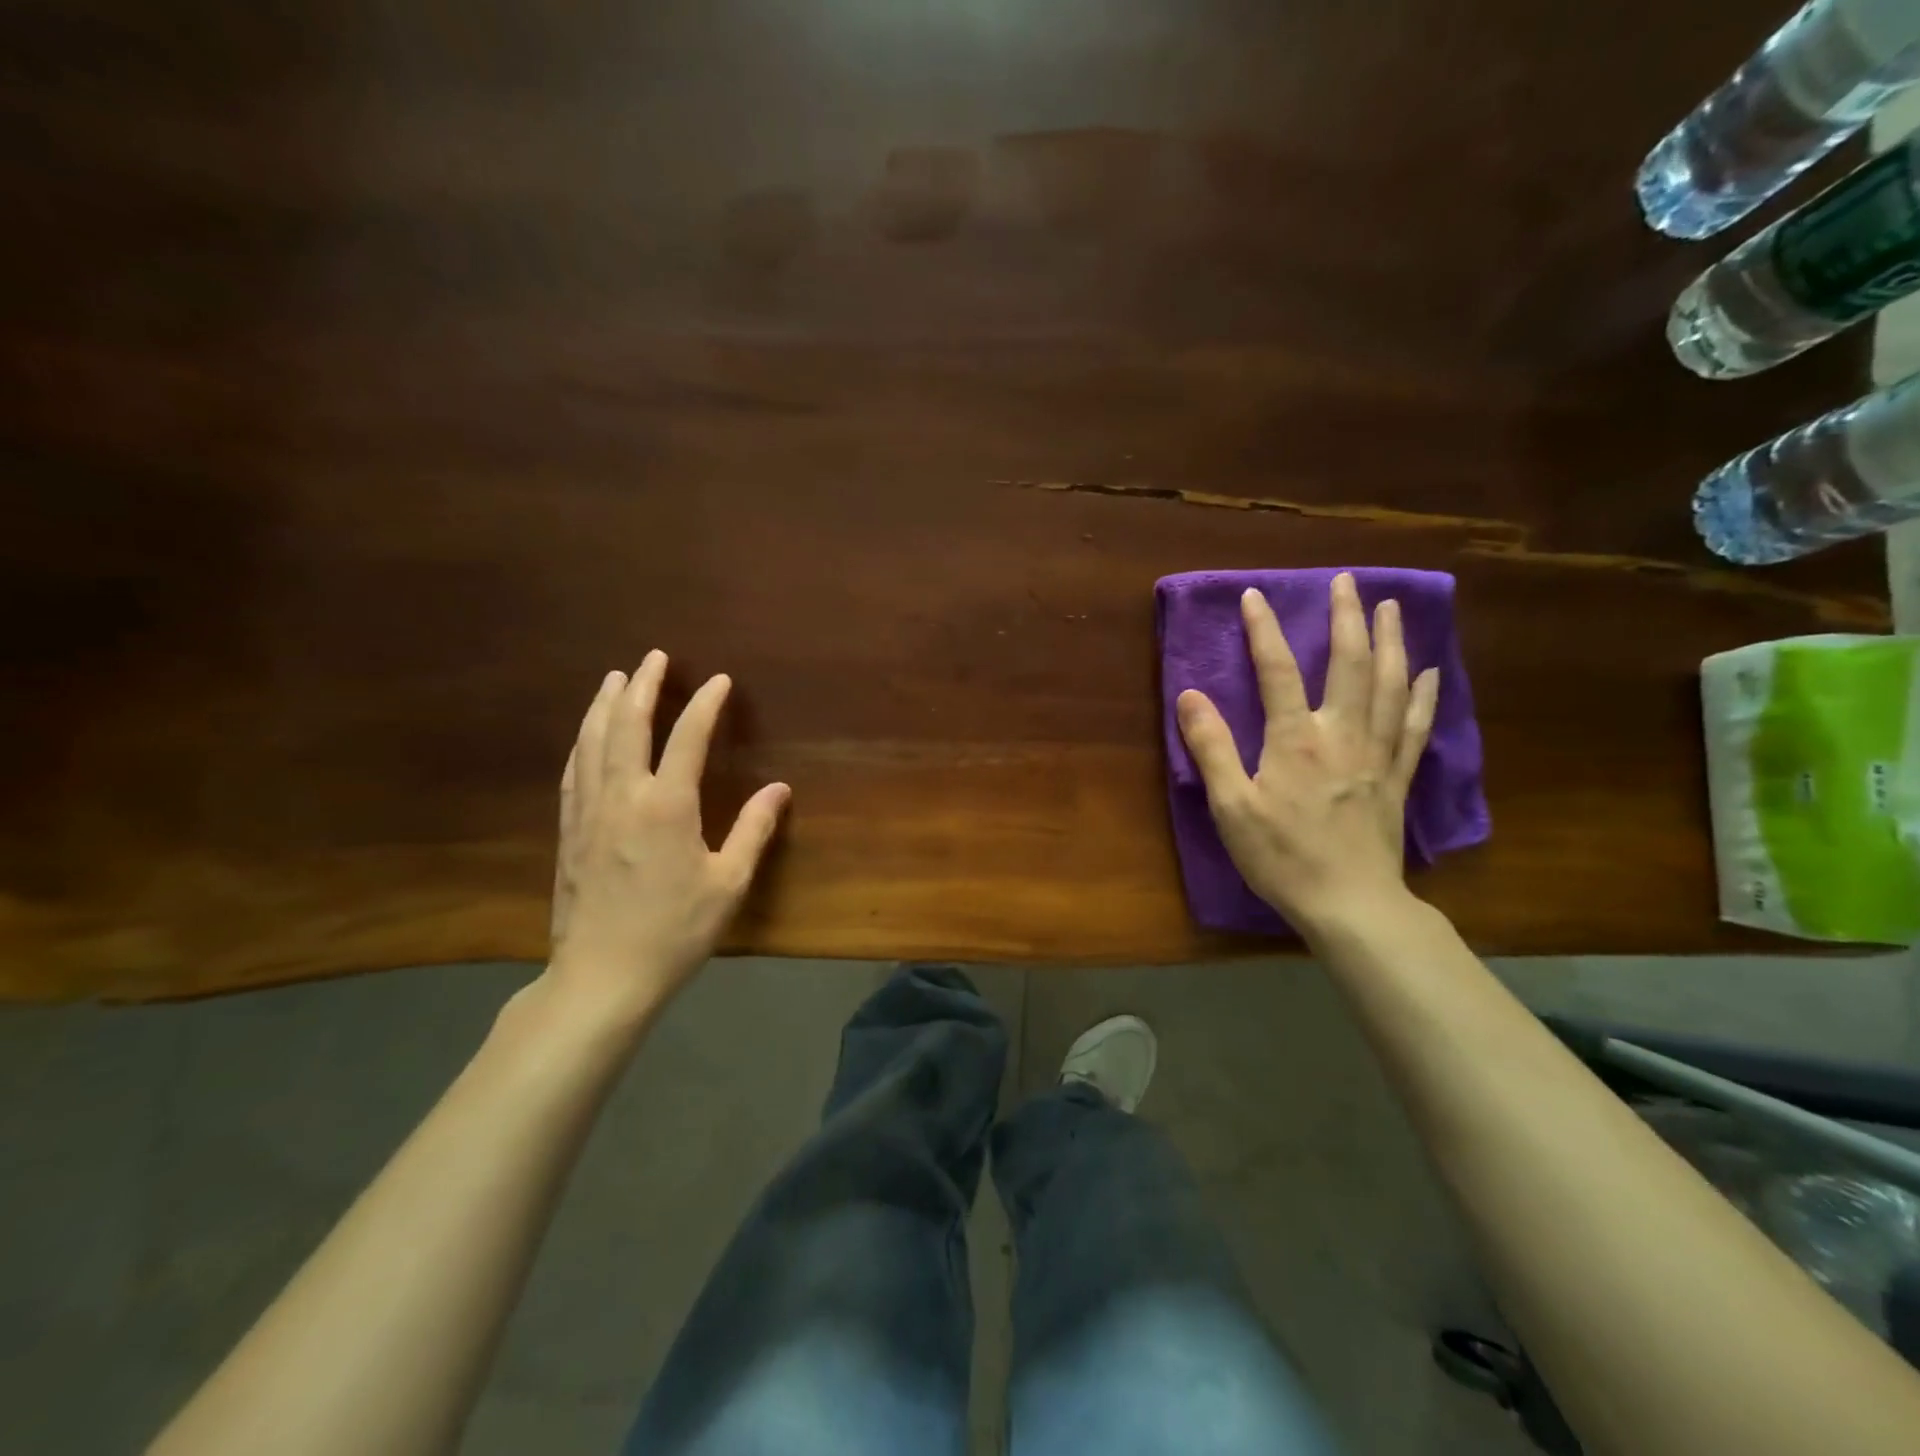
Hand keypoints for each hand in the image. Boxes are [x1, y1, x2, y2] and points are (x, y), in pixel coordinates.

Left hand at [546, 651, 790, 1022]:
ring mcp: (589, 813)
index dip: (704, 704)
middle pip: (628, 725)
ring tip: (613, 679)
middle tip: (652, 657)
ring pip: (592, 743)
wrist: (602, 976)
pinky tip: (585, 736)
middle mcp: (623, 796)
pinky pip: (573, 772)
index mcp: (667, 805)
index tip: (718, 680)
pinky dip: (582, 743)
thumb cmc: (674, 931)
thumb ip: (753, 830)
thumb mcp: (728, 883)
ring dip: (605, 705)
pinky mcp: (569, 832)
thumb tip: (779, 790)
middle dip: (642, 686)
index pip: (687, 738)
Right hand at [1176, 572, 1439, 933]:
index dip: (1265, 630)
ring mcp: (1378, 754)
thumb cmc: (1281, 856)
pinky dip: (1424, 695)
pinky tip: (1429, 673)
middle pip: (1350, 664)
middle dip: (1347, 618)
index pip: (1278, 671)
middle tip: (1347, 582)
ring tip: (1390, 607)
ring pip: (1391, 685)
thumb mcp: (1231, 806)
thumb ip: (1211, 747)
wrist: (1350, 904)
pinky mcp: (1398, 778)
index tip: (1255, 595)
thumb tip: (1189, 695)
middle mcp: (1343, 734)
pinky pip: (1417, 726)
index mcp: (1296, 739)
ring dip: (1391, 641)